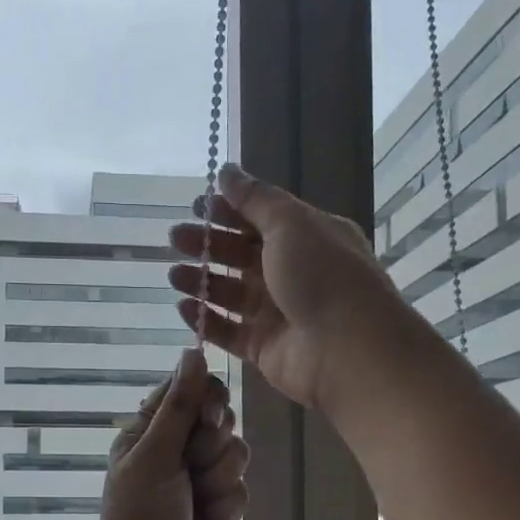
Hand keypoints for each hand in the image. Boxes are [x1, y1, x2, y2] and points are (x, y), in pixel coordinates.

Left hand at [80, 349, 248, 519]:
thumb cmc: (140, 519)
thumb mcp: (152, 457)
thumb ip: (178, 405)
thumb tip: (192, 350)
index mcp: (149, 433)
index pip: (190, 390)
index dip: (205, 400)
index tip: (206, 417)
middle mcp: (176, 451)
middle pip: (220, 419)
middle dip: (212, 447)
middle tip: (191, 470)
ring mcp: (201, 480)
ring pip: (237, 454)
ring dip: (218, 481)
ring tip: (197, 506)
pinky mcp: (223, 507)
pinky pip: (242, 488)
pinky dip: (227, 507)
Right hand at [168, 163, 415, 412]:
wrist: (346, 348)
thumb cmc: (322, 275)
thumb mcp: (290, 224)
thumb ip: (255, 199)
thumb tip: (227, 171)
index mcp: (308, 238)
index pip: (262, 219)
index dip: (228, 211)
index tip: (195, 206)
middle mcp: (294, 273)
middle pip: (242, 255)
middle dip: (208, 244)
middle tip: (175, 238)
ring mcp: (278, 313)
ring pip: (231, 293)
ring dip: (202, 281)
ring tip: (174, 274)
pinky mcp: (264, 348)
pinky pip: (228, 331)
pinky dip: (206, 320)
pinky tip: (183, 308)